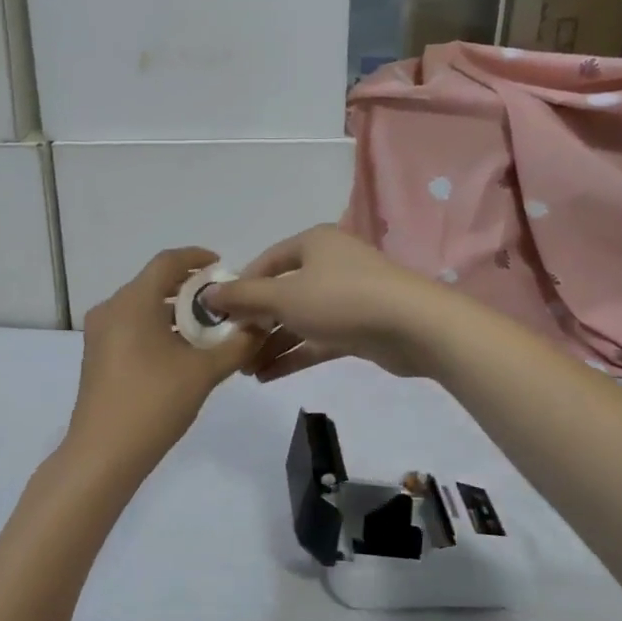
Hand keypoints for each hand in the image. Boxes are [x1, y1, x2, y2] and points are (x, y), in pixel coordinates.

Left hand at [65, 247, 262, 469]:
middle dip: (189, 289)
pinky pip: (131, 328)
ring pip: (142, 308)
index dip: (196, 258)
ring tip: (207, 330)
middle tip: (222, 302)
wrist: (103, 454)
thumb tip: (260, 325)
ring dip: (174, 313)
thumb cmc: (153, 403)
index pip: (167, 262)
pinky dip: (157, 329)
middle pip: (153, 284)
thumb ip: (236, 344)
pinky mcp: (97, 357)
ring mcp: (99, 334)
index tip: (222, 266)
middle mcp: (111, 309)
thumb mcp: (203, 373)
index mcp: (132, 302)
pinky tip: (181, 353)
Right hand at [202, 225, 454, 381]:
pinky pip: (316, 339)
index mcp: (312, 244)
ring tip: (244, 370)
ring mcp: (345, 297)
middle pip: (281, 293)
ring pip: (298, 320)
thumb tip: (208, 294)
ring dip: (271, 344)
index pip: (266, 262)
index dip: (240, 287)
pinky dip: (294, 355)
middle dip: (254, 322)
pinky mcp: (357, 327)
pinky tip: (266, 377)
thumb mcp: (284, 297)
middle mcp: (328, 265)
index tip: (218, 314)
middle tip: (230, 348)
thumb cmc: (341, 299)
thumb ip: (244, 297)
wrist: (413, 326)